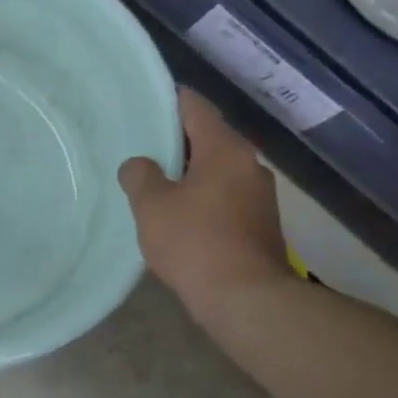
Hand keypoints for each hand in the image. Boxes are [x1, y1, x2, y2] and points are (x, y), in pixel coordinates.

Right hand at [118, 89, 290, 313]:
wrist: (245, 297)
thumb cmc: (194, 242)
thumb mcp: (151, 206)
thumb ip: (139, 176)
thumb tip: (139, 165)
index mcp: (225, 150)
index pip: (196, 108)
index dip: (171, 99)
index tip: (147, 99)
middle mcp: (248, 164)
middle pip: (208, 139)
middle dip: (176, 140)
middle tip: (140, 145)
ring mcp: (259, 195)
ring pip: (216, 170)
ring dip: (188, 172)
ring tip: (154, 182)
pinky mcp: (259, 223)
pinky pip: (223, 196)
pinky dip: (200, 196)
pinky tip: (177, 215)